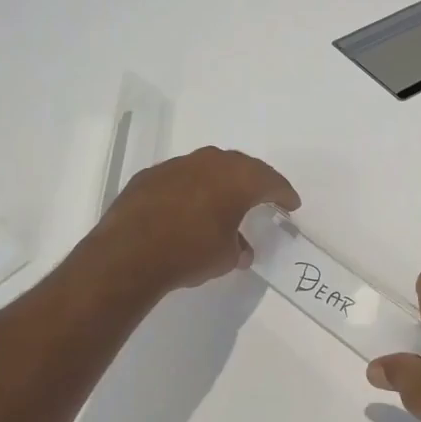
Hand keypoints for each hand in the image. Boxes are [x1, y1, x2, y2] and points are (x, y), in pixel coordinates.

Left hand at [90, 146, 300, 294]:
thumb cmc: (190, 253)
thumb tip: (240, 249)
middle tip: (264, 196)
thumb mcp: (226, 258)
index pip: (271, 181)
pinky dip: (191, 188)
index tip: (291, 204)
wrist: (129, 255)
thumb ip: (239, 248)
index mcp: (238, 179)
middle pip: (241, 166)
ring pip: (209, 167)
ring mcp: (177, 166)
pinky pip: (181, 177)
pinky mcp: (150, 176)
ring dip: (220, 182)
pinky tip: (188, 206)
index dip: (284, 193)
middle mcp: (210, 163)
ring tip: (225, 200)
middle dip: (255, 181)